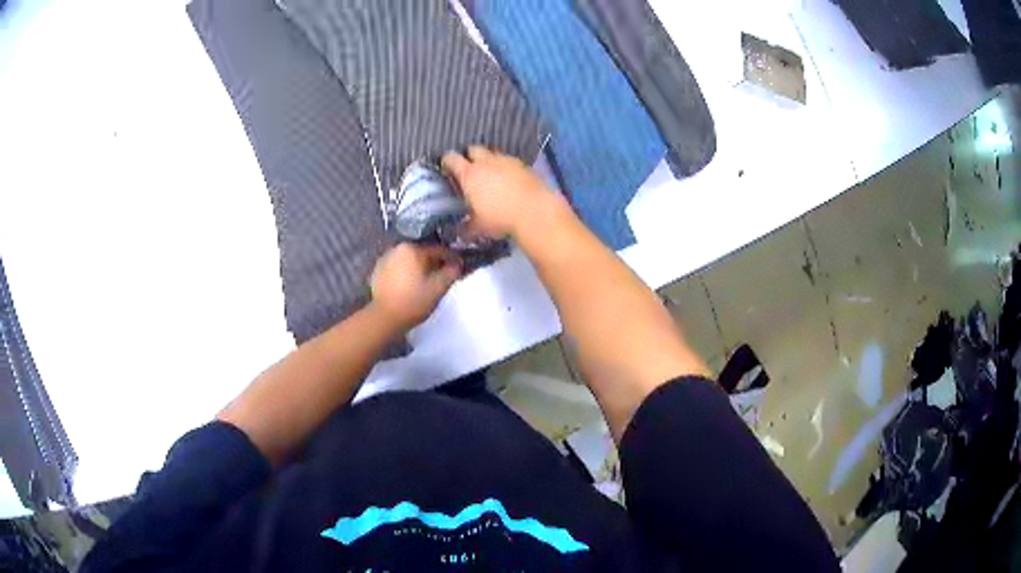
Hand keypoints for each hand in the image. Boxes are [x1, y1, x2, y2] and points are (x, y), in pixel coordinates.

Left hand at [370, 244, 461, 331]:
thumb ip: (451, 272)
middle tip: (443, 276)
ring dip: (419, 268)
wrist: (385, 318)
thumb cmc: (414, 301)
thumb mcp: (438, 288)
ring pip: (409, 261)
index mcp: (412, 249)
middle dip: (434, 263)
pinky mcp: (377, 272)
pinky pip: (397, 269)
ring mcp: (384, 260)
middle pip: (422, 254)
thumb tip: (457, 265)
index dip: (452, 259)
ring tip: (426, 282)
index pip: (438, 250)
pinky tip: (410, 286)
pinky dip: (405, 274)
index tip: (460, 266)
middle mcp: (396, 249)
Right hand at [442, 146, 554, 238]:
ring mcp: (507, 161)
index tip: (447, 168)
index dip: (447, 161)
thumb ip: (466, 228)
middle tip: (470, 169)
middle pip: (473, 149)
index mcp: (469, 174)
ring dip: (489, 160)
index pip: (451, 158)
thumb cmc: (500, 219)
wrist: (535, 212)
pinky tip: (509, 179)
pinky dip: (506, 167)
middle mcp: (486, 162)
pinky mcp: (524, 165)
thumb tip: (460, 233)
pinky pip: (510, 161)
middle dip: (469, 156)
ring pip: (493, 153)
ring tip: (491, 174)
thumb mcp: (479, 227)